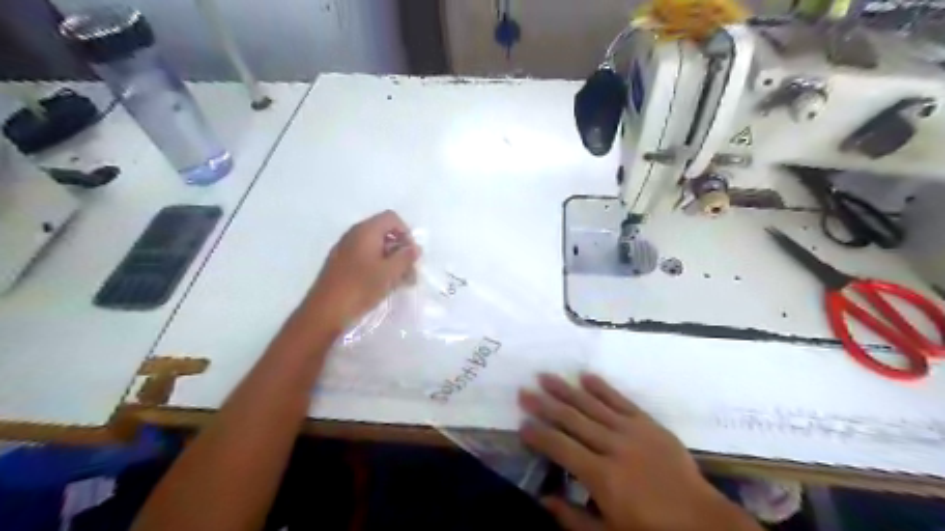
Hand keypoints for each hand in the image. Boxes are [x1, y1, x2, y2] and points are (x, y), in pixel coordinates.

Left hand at [303, 209, 419, 331]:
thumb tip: (415, 248)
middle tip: (410, 273)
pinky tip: (385, 286)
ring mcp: (346, 249)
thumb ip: (405, 257)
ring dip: (392, 262)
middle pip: (385, 233)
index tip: (411, 256)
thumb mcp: (389, 273)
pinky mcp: (342, 265)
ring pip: (377, 248)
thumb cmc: (360, 288)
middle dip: (401, 251)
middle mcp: (354, 235)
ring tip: (402, 283)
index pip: (392, 218)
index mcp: (366, 231)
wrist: (325, 311)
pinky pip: (366, 258)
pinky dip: (379, 268)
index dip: (406, 234)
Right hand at [515, 374, 758, 529]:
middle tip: (524, 391)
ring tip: (545, 376)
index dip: (538, 435)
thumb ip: (573, 518)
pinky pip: (621, 400)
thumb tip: (542, 498)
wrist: (702, 522)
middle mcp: (613, 446)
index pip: (560, 448)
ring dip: (566, 390)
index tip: (521, 424)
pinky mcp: (649, 423)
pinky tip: (585, 376)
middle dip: (545, 405)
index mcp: (601, 476)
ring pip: (592, 404)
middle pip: (572, 420)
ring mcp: (632, 431)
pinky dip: (602, 387)